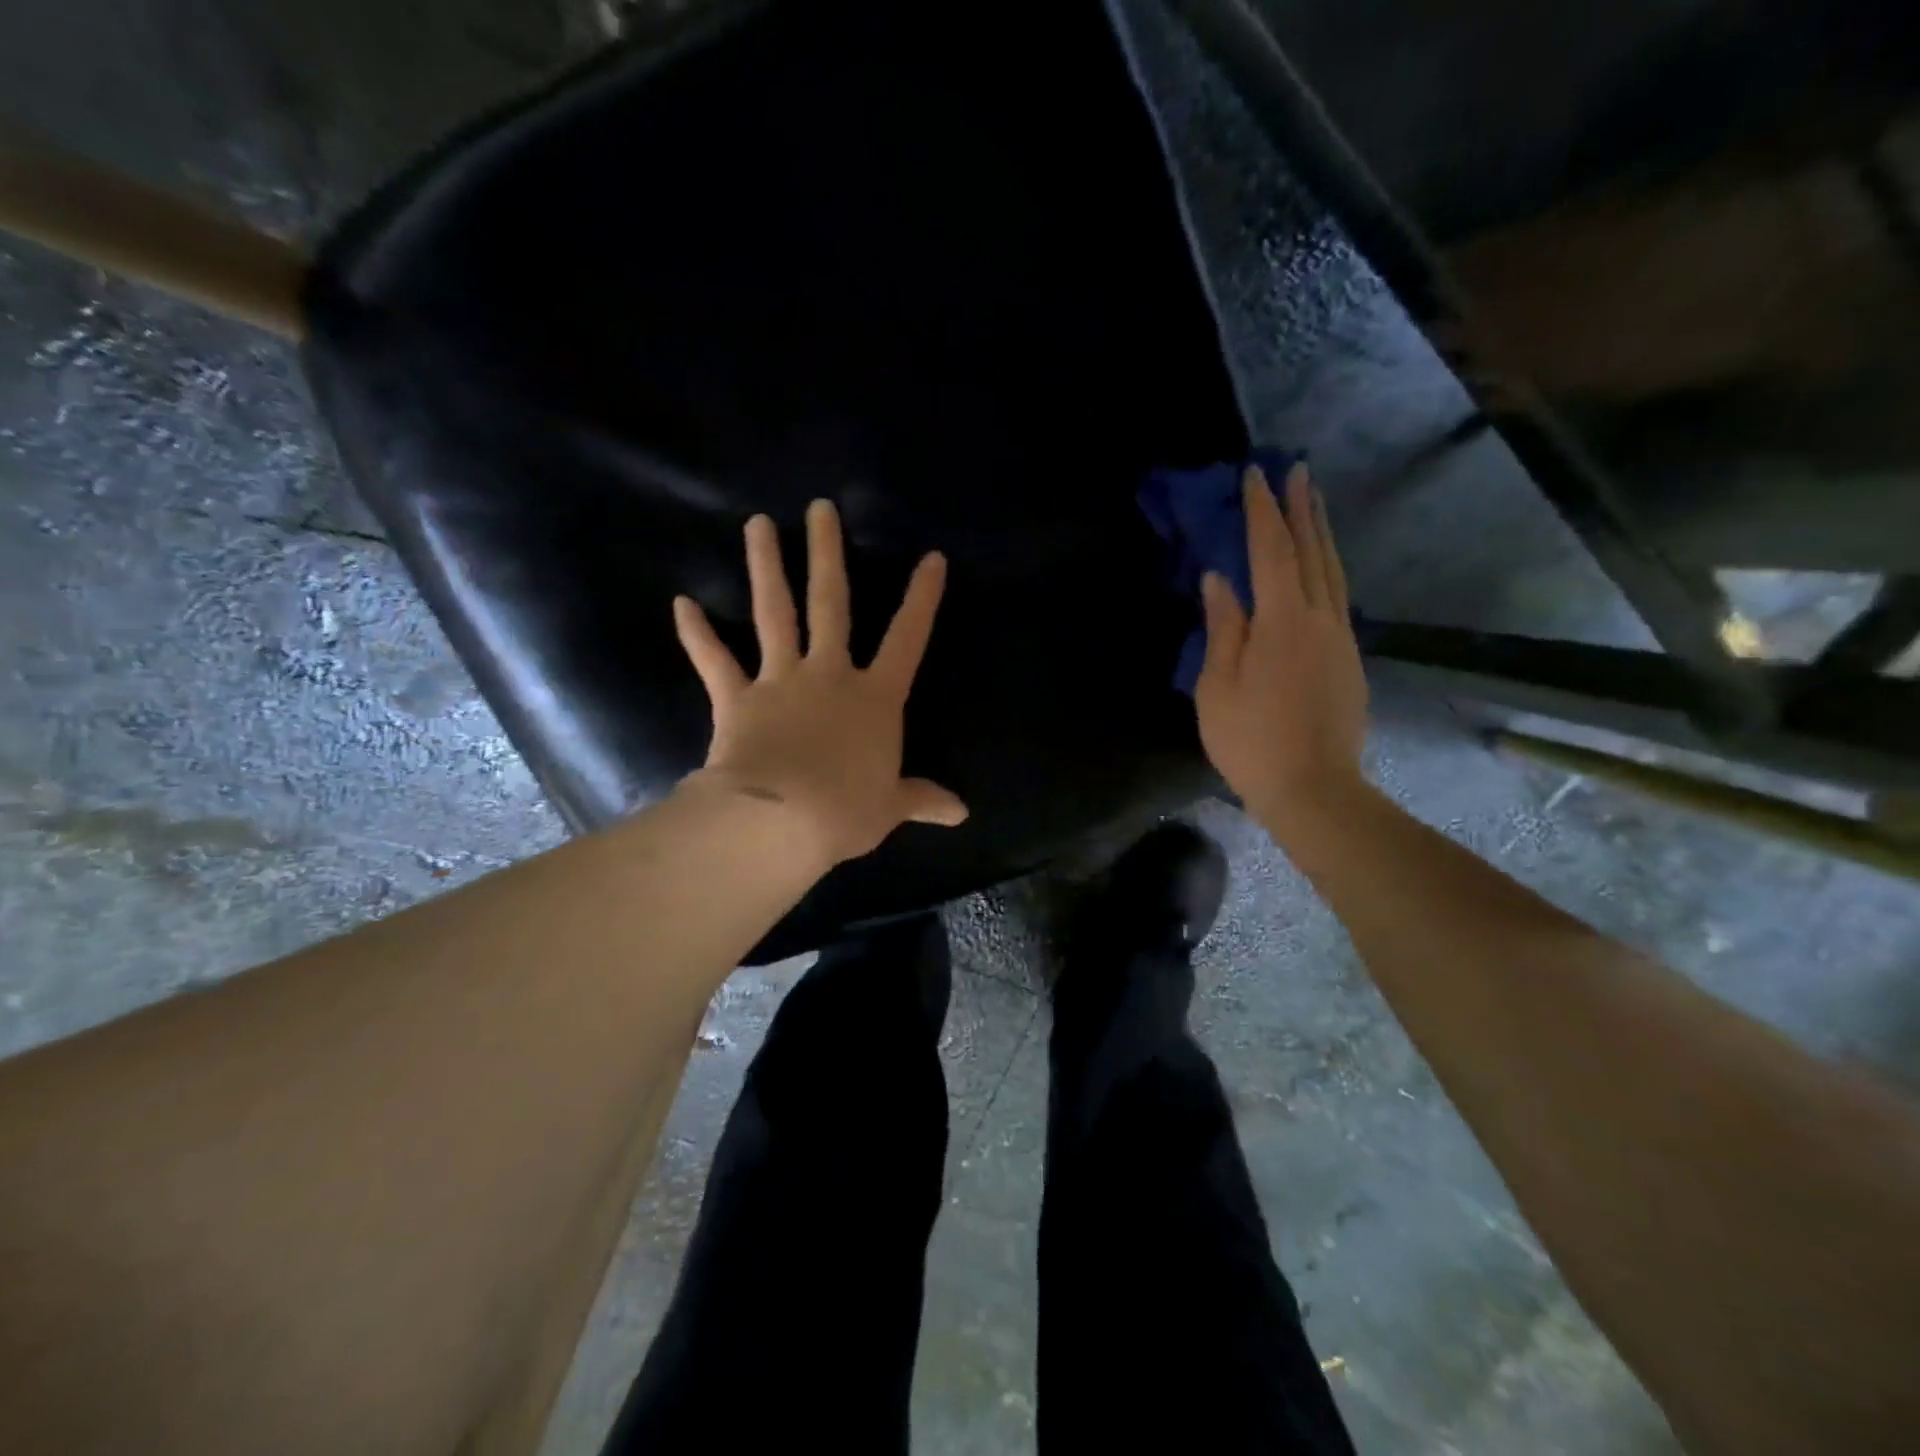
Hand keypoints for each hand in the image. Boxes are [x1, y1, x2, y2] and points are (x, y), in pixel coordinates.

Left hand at [672, 500, 967, 868]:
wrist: (781, 821)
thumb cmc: (846, 811)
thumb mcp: (890, 807)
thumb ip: (922, 799)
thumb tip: (961, 813)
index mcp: (875, 698)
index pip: (907, 639)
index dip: (922, 599)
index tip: (931, 558)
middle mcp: (829, 675)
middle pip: (830, 603)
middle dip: (827, 553)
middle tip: (819, 508)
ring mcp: (780, 680)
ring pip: (774, 613)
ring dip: (766, 567)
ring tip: (757, 524)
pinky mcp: (737, 698)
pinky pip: (714, 660)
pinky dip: (697, 633)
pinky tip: (681, 603)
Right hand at [1195, 463, 1368, 827]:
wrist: (1313, 788)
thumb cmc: (1250, 741)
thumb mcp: (1217, 687)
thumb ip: (1222, 628)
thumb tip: (1219, 579)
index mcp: (1282, 622)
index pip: (1272, 551)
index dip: (1262, 512)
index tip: (1255, 475)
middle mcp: (1320, 619)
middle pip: (1312, 552)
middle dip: (1302, 508)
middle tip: (1297, 469)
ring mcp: (1341, 639)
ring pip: (1333, 572)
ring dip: (1321, 533)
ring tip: (1313, 502)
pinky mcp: (1349, 660)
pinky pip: (1338, 597)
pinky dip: (1328, 568)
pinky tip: (1320, 567)